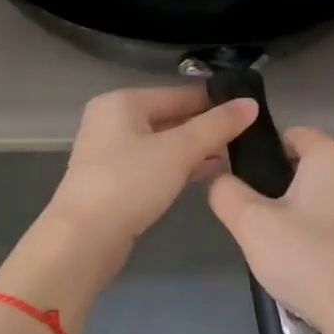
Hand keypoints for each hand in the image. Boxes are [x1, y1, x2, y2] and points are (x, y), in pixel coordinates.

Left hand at [45, 86, 259, 253]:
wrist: (83, 239)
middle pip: (171, 116)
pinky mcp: (114, 180)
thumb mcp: (178, 150)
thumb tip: (251, 104)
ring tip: (236, 156)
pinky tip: (208, 174)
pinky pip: (155, 164)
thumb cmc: (129, 183)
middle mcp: (113, 120)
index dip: (215, 102)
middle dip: (207, 128)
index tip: (250, 111)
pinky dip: (179, 166)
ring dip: (196, 149)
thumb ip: (216, 126)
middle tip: (247, 137)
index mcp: (123, 102)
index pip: (179, 93)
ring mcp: (110, 152)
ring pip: (164, 143)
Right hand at [207, 126, 333, 333]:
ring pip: (323, 192)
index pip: (290, 134)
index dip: (261, 154)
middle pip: (307, 163)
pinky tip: (306, 261)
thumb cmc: (309, 260)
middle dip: (278, 184)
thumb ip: (226, 192)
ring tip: (278, 245)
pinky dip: (321, 230)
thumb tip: (220, 178)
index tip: (242, 185)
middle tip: (256, 220)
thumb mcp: (251, 225)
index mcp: (332, 154)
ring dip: (299, 210)